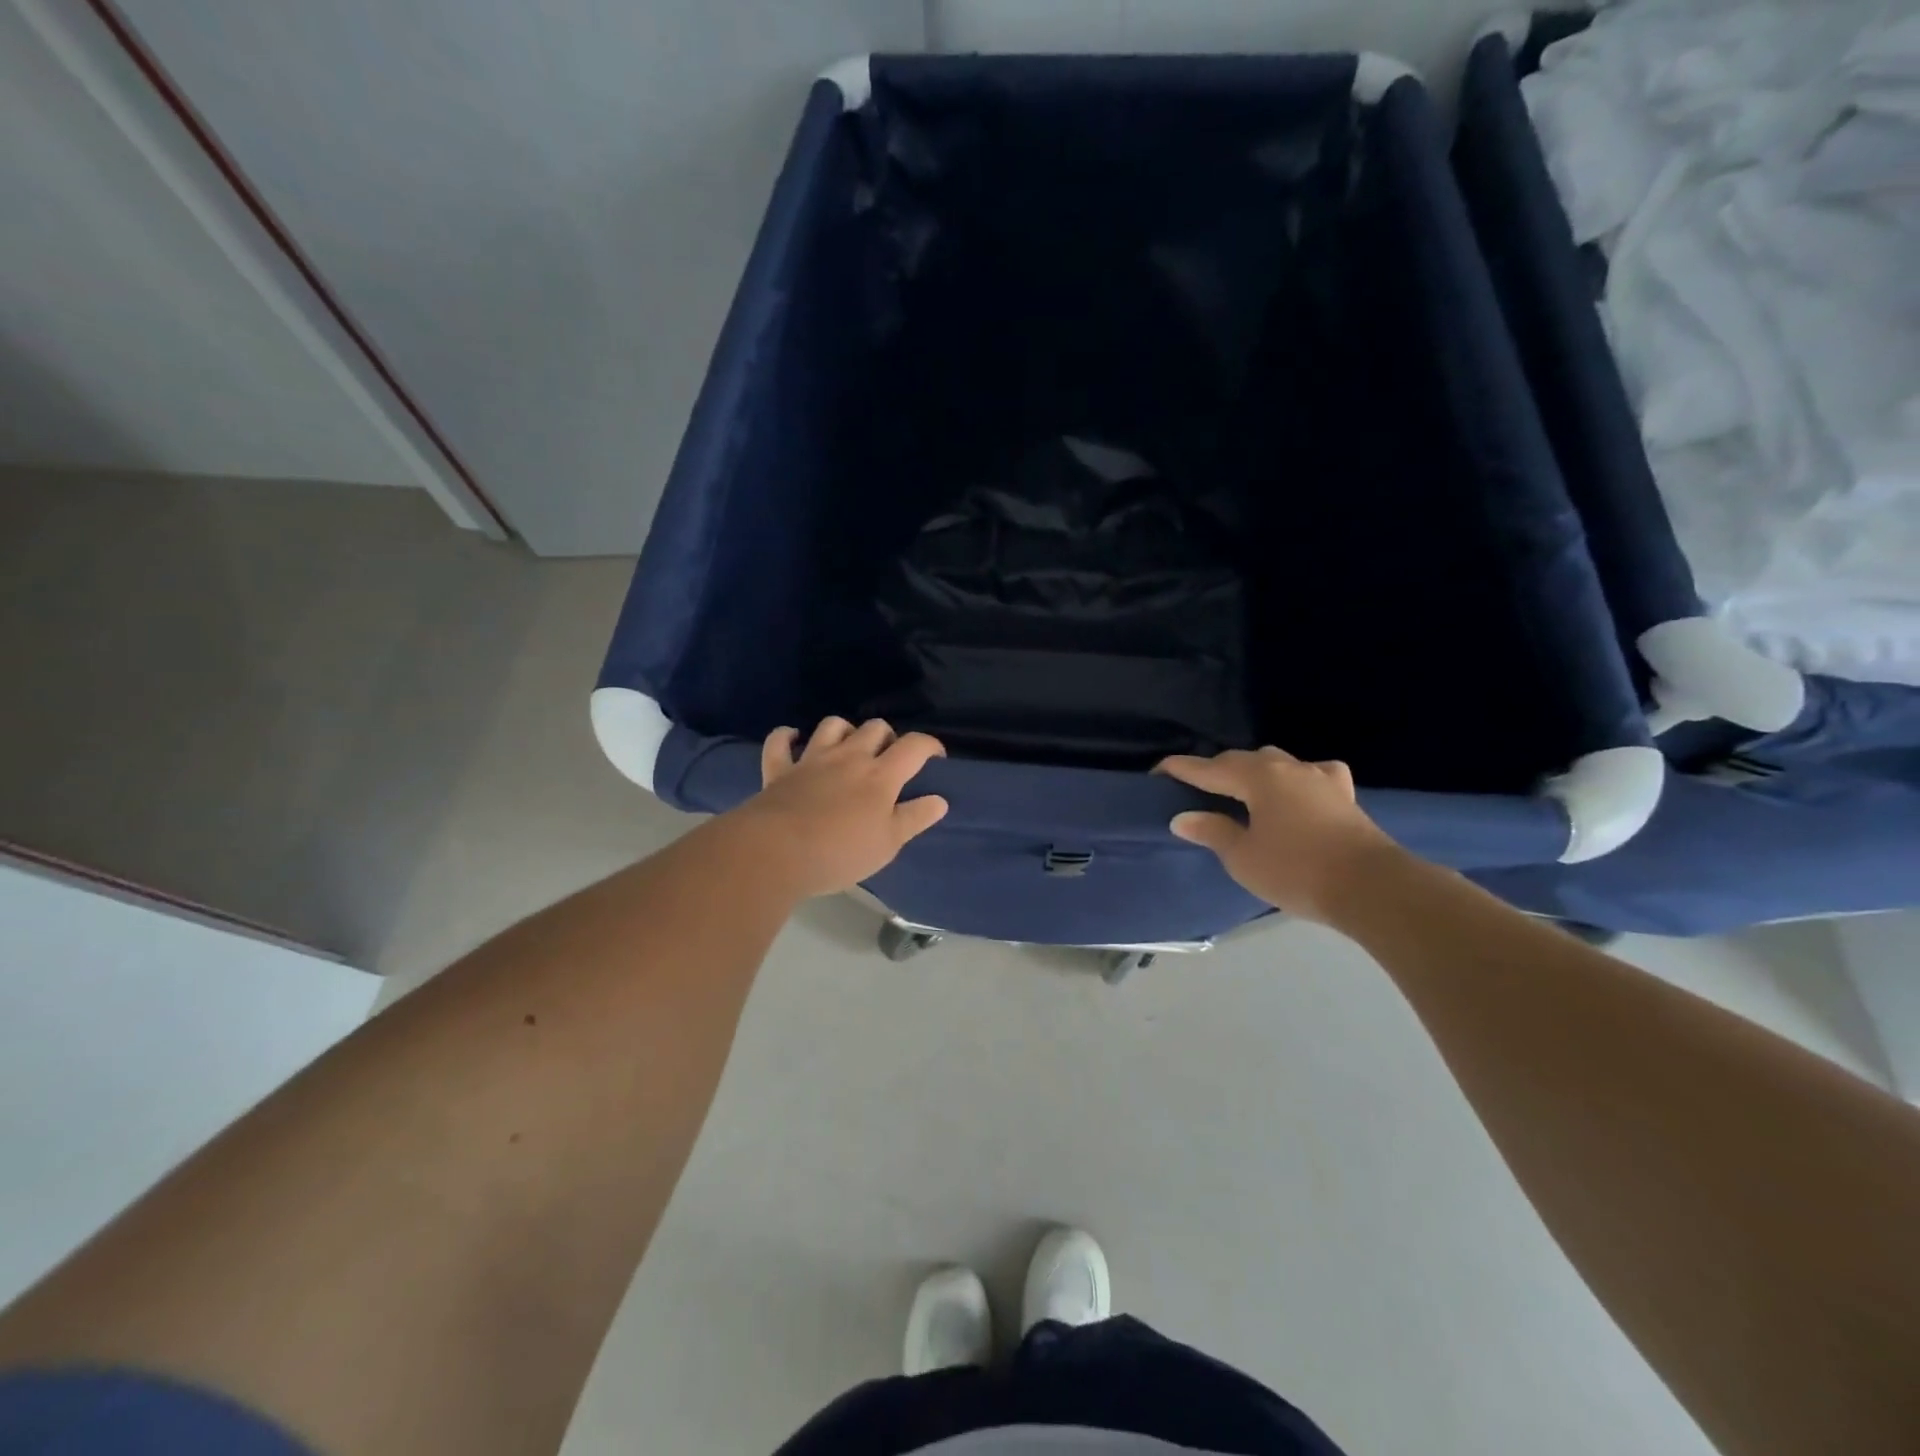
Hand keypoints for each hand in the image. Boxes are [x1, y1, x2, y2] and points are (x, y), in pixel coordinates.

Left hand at [730, 718, 948, 897]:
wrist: (775, 852)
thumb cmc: (840, 852)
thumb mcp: (888, 844)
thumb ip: (915, 818)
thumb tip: (940, 800)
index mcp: (880, 775)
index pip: (914, 746)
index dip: (930, 746)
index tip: (936, 758)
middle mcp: (848, 757)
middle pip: (874, 728)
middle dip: (887, 737)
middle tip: (889, 759)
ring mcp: (811, 759)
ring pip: (832, 725)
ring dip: (845, 730)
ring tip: (849, 748)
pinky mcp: (779, 769)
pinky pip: (779, 742)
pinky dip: (786, 737)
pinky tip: (793, 739)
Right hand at [1155, 747, 1400, 922]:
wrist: (1372, 887)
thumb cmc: (1297, 870)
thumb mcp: (1243, 857)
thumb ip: (1212, 831)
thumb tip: (1183, 817)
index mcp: (1257, 777)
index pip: (1208, 768)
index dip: (1181, 769)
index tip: (1157, 771)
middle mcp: (1287, 768)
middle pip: (1242, 760)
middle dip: (1216, 769)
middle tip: (1195, 786)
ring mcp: (1320, 778)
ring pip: (1277, 763)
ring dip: (1254, 771)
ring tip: (1241, 788)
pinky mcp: (1343, 795)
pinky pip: (1313, 775)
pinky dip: (1297, 778)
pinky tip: (1298, 789)